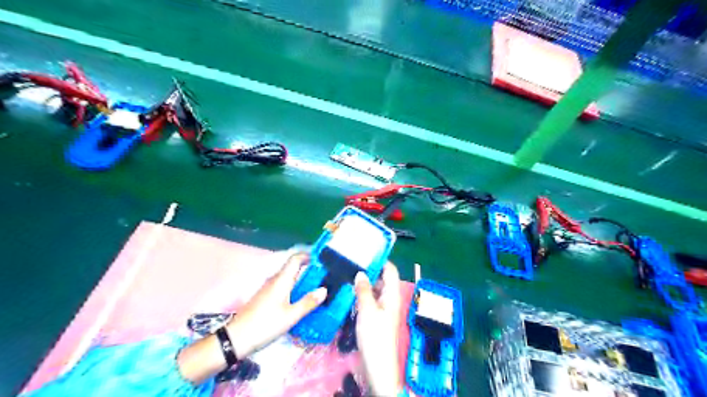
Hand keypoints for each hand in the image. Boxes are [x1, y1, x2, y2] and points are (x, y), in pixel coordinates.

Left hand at [181, 253, 327, 382]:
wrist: (236, 339)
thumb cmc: (265, 325)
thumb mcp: (291, 316)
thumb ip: (308, 302)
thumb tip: (324, 289)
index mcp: (281, 280)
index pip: (295, 259)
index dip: (308, 255)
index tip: (322, 259)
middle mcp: (274, 280)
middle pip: (292, 267)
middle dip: (308, 268)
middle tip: (324, 275)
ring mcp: (268, 288)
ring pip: (288, 278)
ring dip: (301, 279)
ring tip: (316, 287)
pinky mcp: (265, 297)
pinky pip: (283, 286)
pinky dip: (294, 288)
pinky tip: (300, 300)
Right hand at [357, 264, 398, 396]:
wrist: (377, 365)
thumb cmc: (375, 336)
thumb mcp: (367, 310)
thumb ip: (364, 290)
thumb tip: (361, 273)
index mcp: (392, 294)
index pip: (390, 270)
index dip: (381, 260)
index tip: (366, 252)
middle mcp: (390, 298)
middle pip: (382, 278)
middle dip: (369, 270)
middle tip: (352, 262)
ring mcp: (383, 308)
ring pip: (375, 289)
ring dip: (365, 282)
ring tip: (348, 274)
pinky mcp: (377, 316)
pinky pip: (371, 299)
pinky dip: (363, 293)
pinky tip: (350, 291)